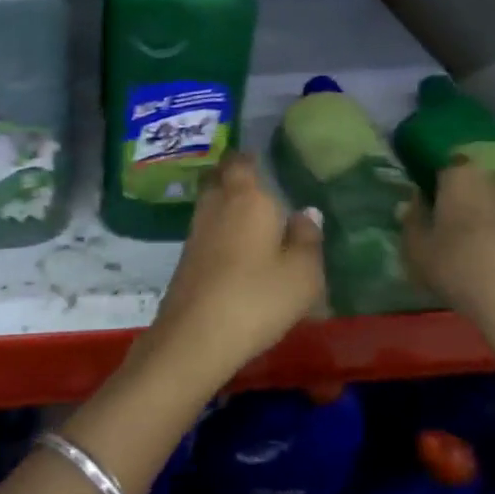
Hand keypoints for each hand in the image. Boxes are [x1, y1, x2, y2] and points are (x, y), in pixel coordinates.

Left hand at [141, 153, 326, 387]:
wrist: (196, 335)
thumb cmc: (258, 297)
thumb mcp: (302, 273)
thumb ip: (308, 238)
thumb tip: (306, 212)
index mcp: (246, 196)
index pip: (241, 161)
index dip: (251, 158)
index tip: (264, 161)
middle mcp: (216, 204)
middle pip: (220, 178)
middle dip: (236, 177)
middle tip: (260, 186)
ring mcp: (196, 230)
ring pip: (211, 203)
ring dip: (227, 204)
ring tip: (253, 217)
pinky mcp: (186, 257)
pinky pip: (207, 229)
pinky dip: (220, 229)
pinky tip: (237, 247)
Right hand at [403, 160, 494, 372]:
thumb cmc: (461, 271)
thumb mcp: (418, 252)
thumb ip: (412, 222)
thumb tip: (412, 204)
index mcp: (463, 179)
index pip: (448, 169)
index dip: (441, 188)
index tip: (435, 210)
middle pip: (483, 185)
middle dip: (474, 202)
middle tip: (463, 233)